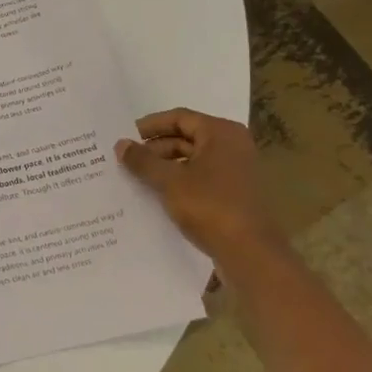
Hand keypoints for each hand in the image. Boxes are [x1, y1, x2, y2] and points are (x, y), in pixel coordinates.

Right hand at [114, 108, 282, 264]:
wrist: (251, 254)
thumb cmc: (210, 206)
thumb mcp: (169, 181)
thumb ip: (143, 160)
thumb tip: (120, 144)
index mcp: (221, 133)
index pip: (179, 118)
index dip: (150, 126)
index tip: (126, 136)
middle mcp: (233, 145)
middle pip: (186, 137)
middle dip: (155, 148)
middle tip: (128, 160)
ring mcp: (237, 170)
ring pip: (193, 159)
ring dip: (165, 166)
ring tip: (138, 177)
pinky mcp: (235, 193)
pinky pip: (201, 177)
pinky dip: (180, 181)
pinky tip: (158, 194)